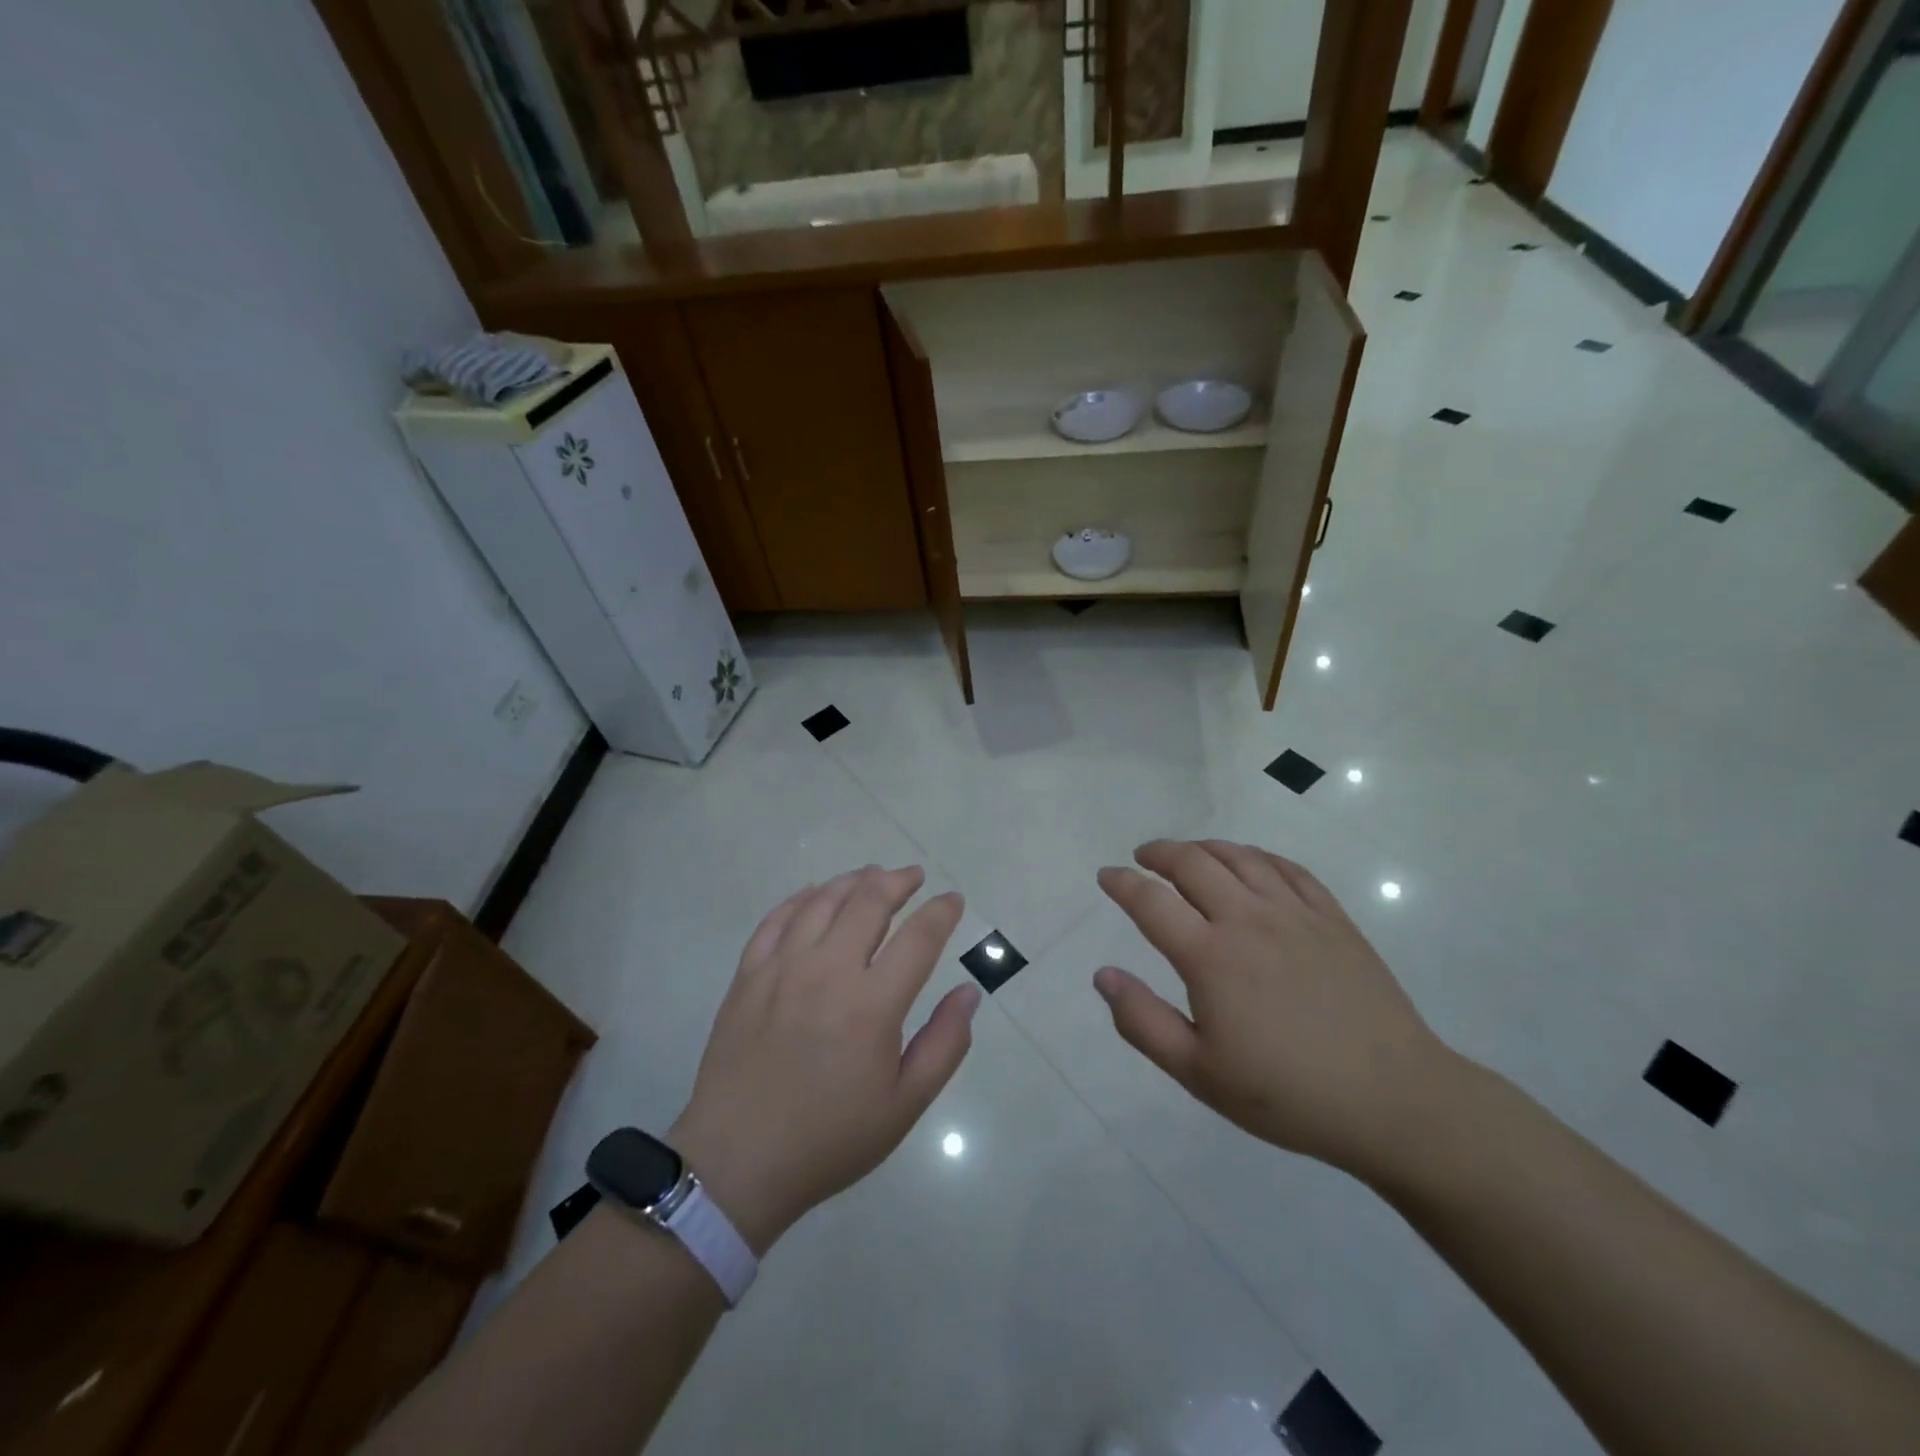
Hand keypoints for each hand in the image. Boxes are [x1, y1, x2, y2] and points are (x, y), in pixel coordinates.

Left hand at [669, 866, 978, 1253]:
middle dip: (898, 881)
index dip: (941, 911)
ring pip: (823, 900)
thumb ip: (944, 1044)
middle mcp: (828, 971)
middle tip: (913, 876)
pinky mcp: (748, 975)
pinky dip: (801, 898)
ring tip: (872, 876)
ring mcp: (781, 968)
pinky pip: (776, 919)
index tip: (952, 899)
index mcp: (872, 1005)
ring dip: (853, 881)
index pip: (918, 937)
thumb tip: (969, 991)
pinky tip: (814, 894)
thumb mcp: (904, 1105)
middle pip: (869, 901)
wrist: (737, 1164)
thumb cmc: (830, 1138)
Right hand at [1093, 840, 1459, 1183]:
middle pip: (1194, 863)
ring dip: (1205, 847)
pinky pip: (1287, 868)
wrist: (1394, 1100)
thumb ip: (1143, 1021)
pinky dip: (1257, 856)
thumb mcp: (1199, 1073)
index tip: (1106, 876)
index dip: (1122, 883)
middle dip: (1160, 852)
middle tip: (1143, 857)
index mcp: (1210, 957)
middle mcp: (1248, 920)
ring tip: (1188, 853)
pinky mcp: (1333, 919)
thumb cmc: (1287, 1094)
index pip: (1151, 901)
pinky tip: (1249, 863)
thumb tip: (1103, 975)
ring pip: (1240, 857)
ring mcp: (1295, 914)